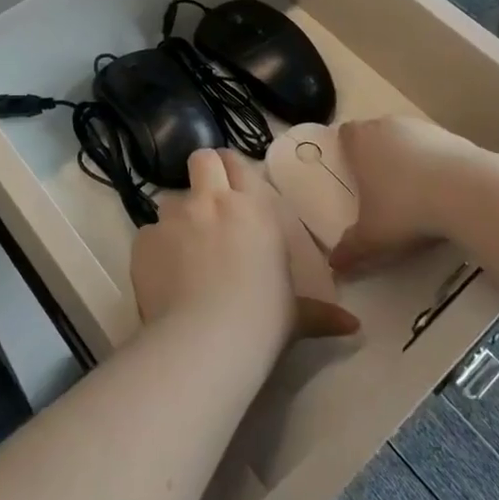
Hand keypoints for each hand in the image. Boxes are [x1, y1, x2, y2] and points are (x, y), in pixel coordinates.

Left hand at [131, 150, 357, 351]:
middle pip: (201, 159)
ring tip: (182, 250)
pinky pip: (148, 235)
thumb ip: (320, 314)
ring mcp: (174, 217)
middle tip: (206, 202)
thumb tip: (354, 328)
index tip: (231, 186)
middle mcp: (212, 201)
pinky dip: (154, 250)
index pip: (236, 163)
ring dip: (177, 217)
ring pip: (170, 199)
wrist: (207, 340)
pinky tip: (162, 277)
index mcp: (252, 208)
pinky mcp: (145, 240)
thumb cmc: (263, 320)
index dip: (230, 170)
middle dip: (203, 173)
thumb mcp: (296, 316)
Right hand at [329, 117, 476, 275]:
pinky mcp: (451, 135)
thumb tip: (334, 265)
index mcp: (360, 141)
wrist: (465, 191)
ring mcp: (421, 127)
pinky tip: (443, 192)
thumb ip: (351, 249)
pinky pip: (435, 148)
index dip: (347, 151)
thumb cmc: (405, 207)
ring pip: (406, 139)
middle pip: (375, 134)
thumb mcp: (373, 237)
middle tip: (382, 189)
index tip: (353, 173)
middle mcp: (386, 126)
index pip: (345, 134)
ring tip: (415, 193)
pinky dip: (435, 164)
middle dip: (377, 156)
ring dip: (408, 159)